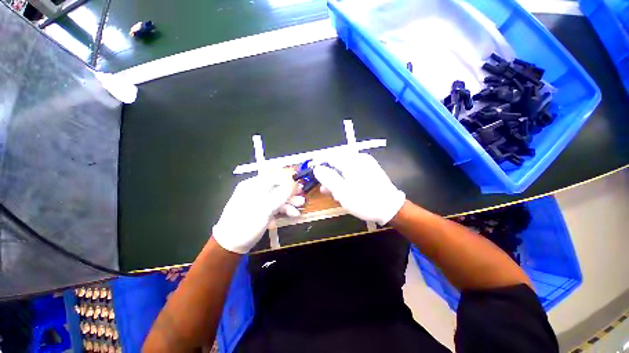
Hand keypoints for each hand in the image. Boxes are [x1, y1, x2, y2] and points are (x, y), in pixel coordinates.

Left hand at [212, 169, 303, 253]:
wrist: (231, 246)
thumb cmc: (246, 224)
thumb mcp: (265, 209)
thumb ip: (281, 195)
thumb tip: (294, 183)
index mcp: (253, 185)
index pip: (273, 176)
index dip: (288, 178)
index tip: (300, 182)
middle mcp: (256, 190)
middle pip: (277, 187)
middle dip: (290, 192)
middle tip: (302, 194)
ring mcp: (259, 201)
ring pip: (277, 197)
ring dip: (289, 201)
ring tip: (301, 205)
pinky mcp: (262, 210)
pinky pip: (275, 206)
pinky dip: (284, 209)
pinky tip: (293, 214)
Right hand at [313, 153, 404, 224]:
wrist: (390, 208)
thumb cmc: (364, 200)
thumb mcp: (342, 192)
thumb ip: (328, 178)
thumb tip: (317, 168)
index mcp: (351, 161)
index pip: (330, 157)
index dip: (320, 165)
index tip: (315, 175)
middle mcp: (358, 158)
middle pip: (337, 163)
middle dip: (330, 175)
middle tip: (326, 189)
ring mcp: (365, 164)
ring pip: (344, 168)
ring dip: (337, 179)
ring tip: (336, 193)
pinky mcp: (369, 170)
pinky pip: (352, 171)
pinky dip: (346, 180)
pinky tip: (346, 190)